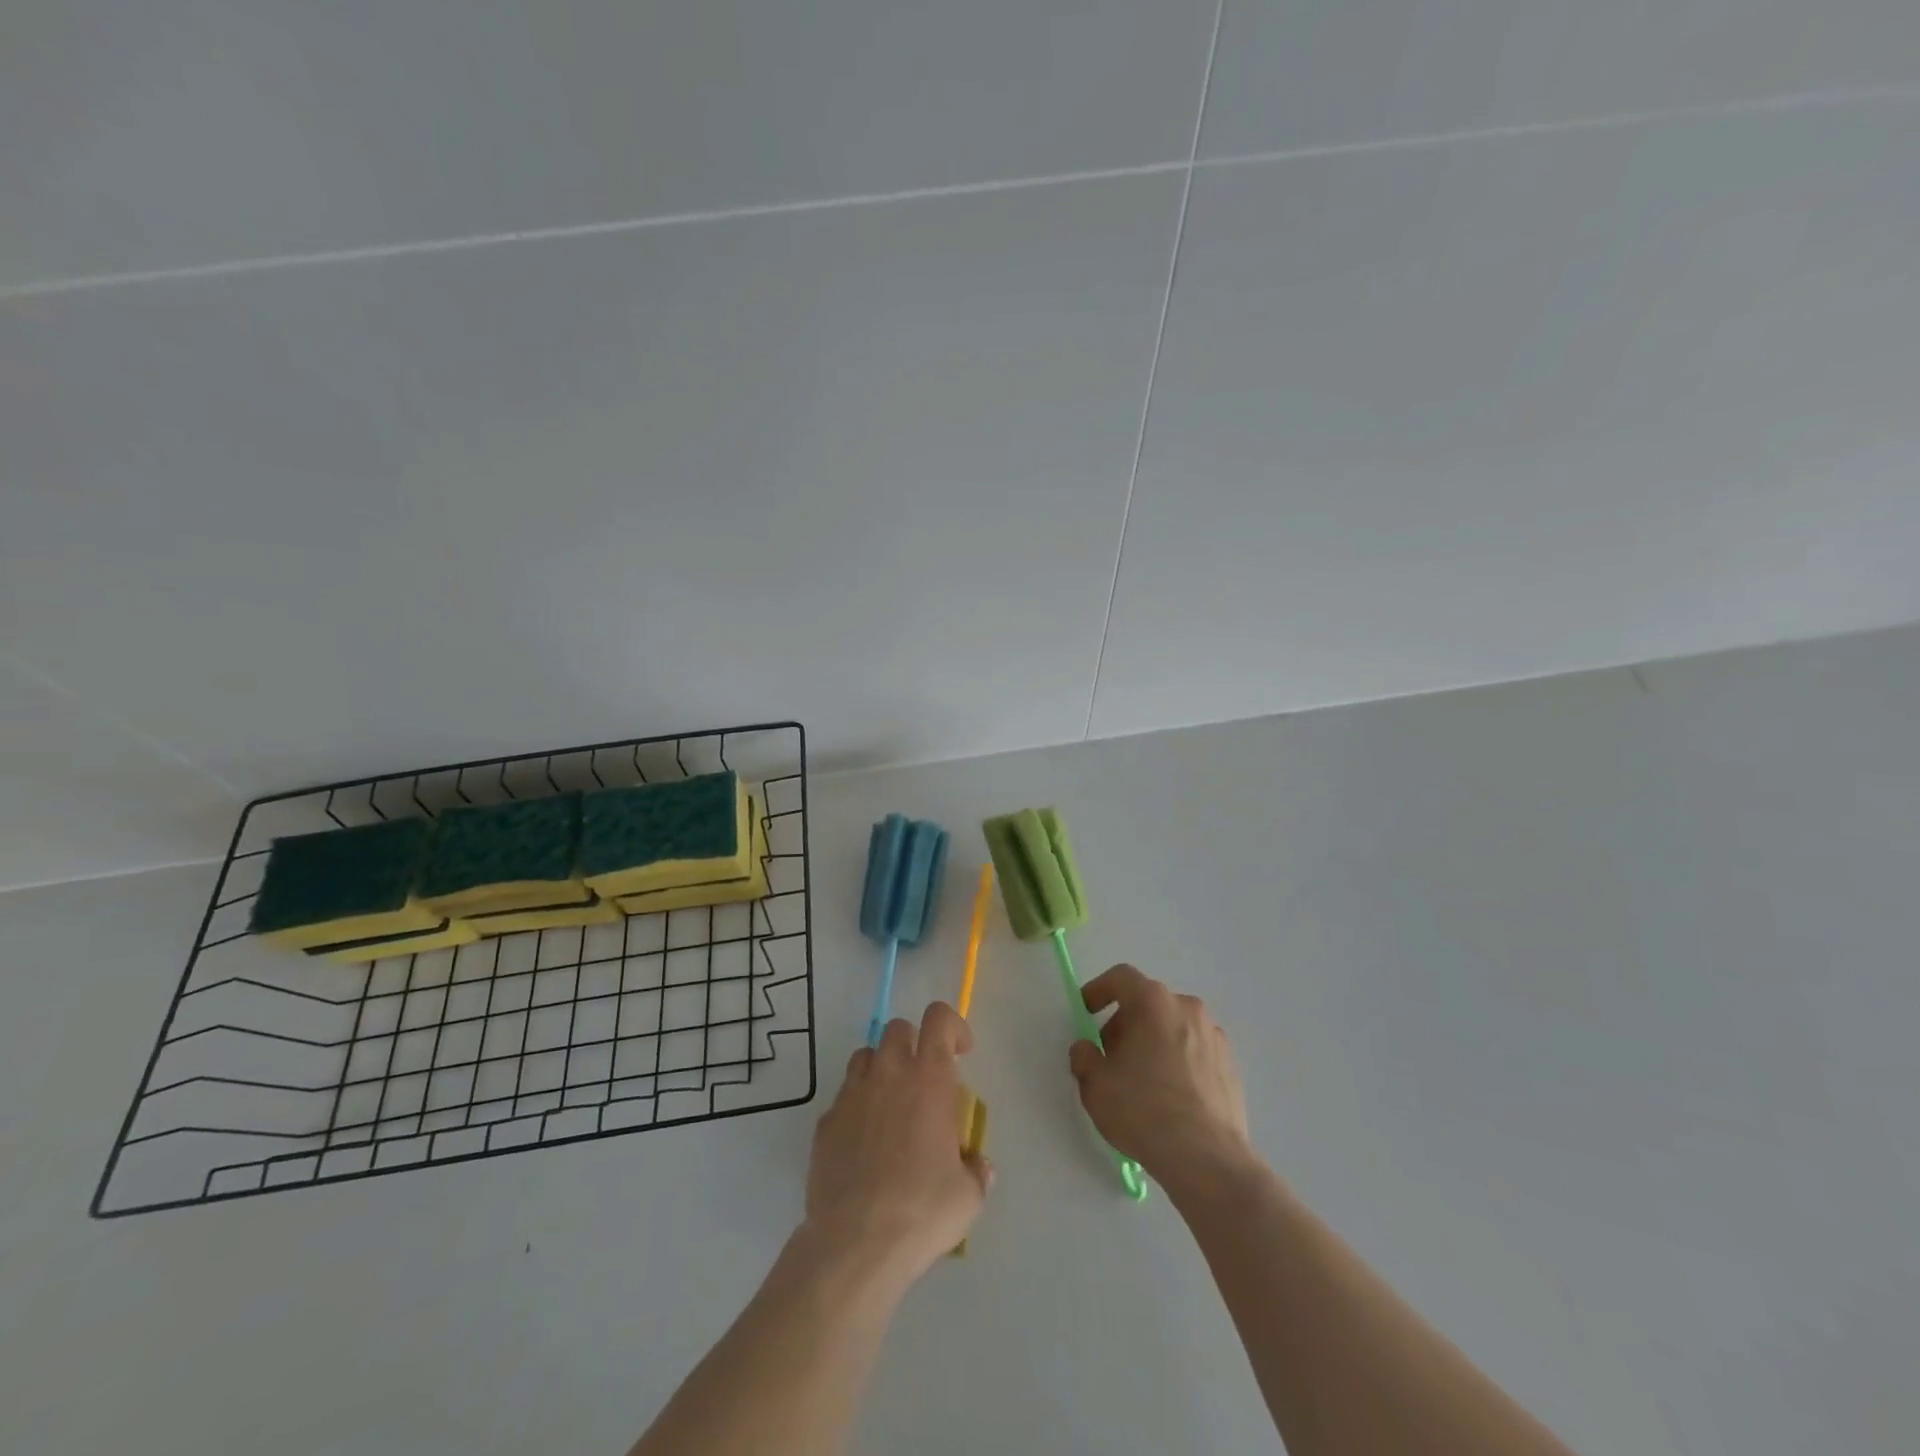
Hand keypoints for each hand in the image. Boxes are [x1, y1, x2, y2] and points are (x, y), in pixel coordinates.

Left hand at [803, 1001, 992, 1286]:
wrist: (856, 1242)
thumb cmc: (923, 1210)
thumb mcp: (968, 1196)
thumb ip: (976, 1171)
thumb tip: (978, 1166)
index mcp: (929, 1078)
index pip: (939, 1019)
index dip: (953, 1026)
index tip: (962, 1052)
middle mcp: (888, 1074)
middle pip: (898, 1028)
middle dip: (914, 1044)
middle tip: (925, 1079)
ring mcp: (851, 1095)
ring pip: (865, 1056)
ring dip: (881, 1070)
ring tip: (892, 1106)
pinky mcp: (825, 1122)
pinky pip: (843, 1098)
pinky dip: (857, 1108)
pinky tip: (865, 1144)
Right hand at [1069, 965, 1255, 1198]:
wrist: (1207, 1159)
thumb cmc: (1144, 1111)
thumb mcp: (1095, 1086)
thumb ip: (1084, 1057)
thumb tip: (1086, 1048)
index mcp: (1153, 1002)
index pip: (1121, 978)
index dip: (1099, 990)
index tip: (1086, 1012)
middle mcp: (1186, 1008)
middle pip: (1148, 1003)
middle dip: (1125, 1023)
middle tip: (1111, 1057)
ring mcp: (1214, 1035)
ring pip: (1172, 1026)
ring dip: (1153, 1042)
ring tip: (1141, 1080)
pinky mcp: (1231, 1064)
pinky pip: (1194, 1050)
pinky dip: (1177, 1060)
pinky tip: (1170, 1096)